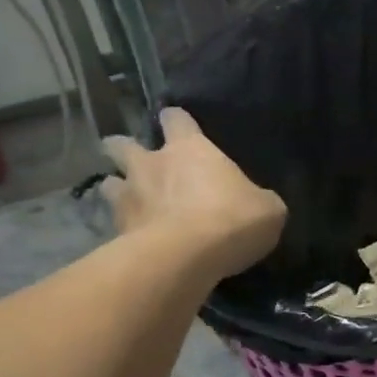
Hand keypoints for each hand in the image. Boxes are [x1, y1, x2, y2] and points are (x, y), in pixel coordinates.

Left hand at [101, 108, 286, 277]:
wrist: (186, 258)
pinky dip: (122, 228)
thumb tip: (257, 203)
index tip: (178, 125)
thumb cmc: (232, 219)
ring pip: (109, 183)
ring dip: (118, 189)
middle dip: (124, 149)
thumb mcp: (267, 208)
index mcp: (190, 148)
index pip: (175, 118)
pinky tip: (135, 240)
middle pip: (122, 144)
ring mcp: (128, 197)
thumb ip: (257, 199)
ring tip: (130, 201)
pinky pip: (114, 224)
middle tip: (137, 160)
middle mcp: (151, 164)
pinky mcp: (116, 232)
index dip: (176, 121)